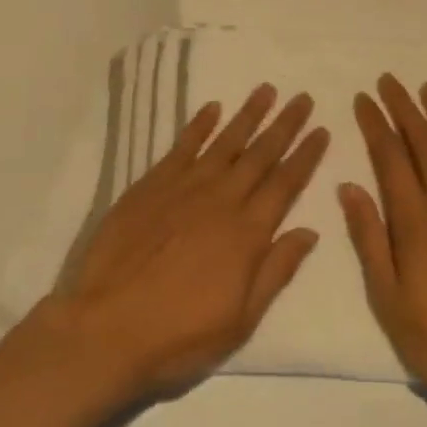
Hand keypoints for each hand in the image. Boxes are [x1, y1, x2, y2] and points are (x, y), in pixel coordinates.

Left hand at [39, 84, 329, 398]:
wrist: (105, 329)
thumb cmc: (178, 337)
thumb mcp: (240, 321)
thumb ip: (275, 271)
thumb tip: (310, 231)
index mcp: (247, 233)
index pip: (286, 184)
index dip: (306, 156)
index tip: (322, 130)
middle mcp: (221, 199)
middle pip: (261, 154)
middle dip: (285, 125)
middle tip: (302, 97)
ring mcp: (185, 187)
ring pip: (225, 141)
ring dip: (248, 114)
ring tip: (266, 89)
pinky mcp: (152, 184)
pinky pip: (182, 146)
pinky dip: (199, 125)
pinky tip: (212, 108)